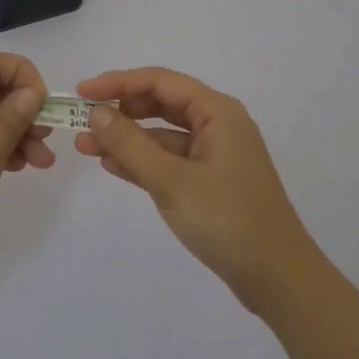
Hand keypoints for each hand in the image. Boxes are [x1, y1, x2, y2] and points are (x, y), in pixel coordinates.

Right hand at [73, 67, 322, 314]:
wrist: (277, 277)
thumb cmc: (227, 219)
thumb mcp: (172, 181)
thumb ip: (131, 144)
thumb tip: (97, 112)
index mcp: (217, 111)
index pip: (160, 81)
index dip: (118, 82)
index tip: (82, 92)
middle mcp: (218, 124)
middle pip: (161, 103)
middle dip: (120, 111)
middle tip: (81, 122)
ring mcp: (215, 154)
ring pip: (163, 134)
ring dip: (127, 138)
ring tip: (86, 146)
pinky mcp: (211, 181)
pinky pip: (170, 159)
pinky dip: (142, 160)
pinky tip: (111, 165)